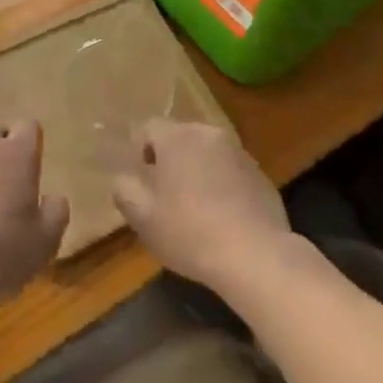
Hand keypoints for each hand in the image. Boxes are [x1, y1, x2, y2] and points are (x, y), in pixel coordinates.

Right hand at [111, 121, 292, 295]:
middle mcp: (208, 134)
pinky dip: (223, 183)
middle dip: (170, 159)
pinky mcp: (260, 172)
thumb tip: (122, 179)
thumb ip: (125, 191)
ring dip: (198, 169)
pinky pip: (231, 170)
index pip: (149, 128)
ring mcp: (238, 152)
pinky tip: (223, 216)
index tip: (142, 180)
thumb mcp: (143, 218)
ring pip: (207, 152)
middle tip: (165, 194)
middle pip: (181, 137)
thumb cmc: (190, 232)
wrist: (254, 254)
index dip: (140, 151)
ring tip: (195, 206)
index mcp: (177, 138)